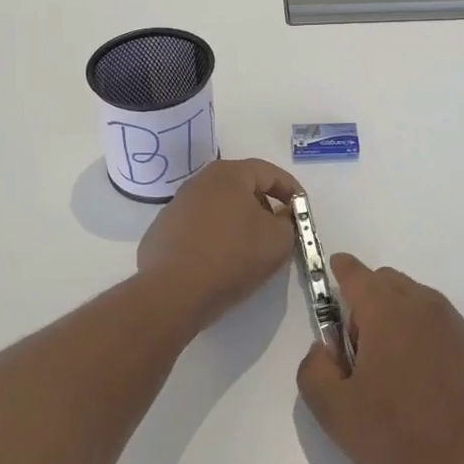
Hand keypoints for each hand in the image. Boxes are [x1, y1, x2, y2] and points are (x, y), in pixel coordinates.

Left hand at [137, 158, 300, 322]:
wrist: (173, 292)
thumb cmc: (233, 256)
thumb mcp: (278, 240)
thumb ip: (289, 223)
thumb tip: (281, 217)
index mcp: (229, 175)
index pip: (269, 172)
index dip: (291, 190)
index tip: (302, 211)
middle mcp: (199, 182)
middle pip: (241, 187)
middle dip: (264, 205)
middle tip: (277, 230)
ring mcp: (176, 206)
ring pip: (218, 208)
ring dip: (237, 222)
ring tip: (249, 250)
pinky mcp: (162, 232)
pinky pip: (198, 229)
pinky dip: (213, 238)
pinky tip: (219, 262)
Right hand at [297, 255, 463, 463]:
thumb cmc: (397, 434)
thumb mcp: (334, 410)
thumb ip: (314, 368)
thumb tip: (326, 349)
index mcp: (385, 309)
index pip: (355, 273)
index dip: (339, 271)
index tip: (331, 277)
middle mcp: (420, 302)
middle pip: (384, 281)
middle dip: (365, 301)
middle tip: (358, 351)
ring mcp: (451, 321)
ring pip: (412, 299)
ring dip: (394, 316)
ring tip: (390, 369)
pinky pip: (435, 320)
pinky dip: (420, 332)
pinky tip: (419, 378)